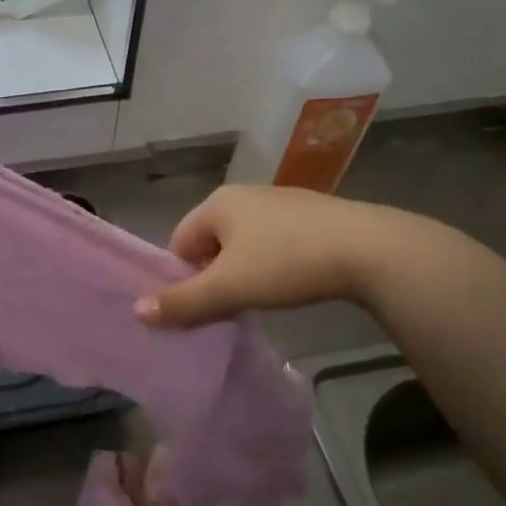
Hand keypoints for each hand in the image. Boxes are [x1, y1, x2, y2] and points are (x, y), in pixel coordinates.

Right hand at [134, 186, 376, 328]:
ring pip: (244, 242)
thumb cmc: (286, 263)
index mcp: (217, 203)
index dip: (182, 278)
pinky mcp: (312, 213)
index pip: (179, 242)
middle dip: (214, 275)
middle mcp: (245, 194)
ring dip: (244, 271)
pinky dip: (273, 263)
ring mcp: (280, 200)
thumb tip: (137, 312)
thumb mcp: (229, 288)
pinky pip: (275, 240)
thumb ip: (182, 302)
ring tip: (261, 299)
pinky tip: (292, 282)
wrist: (368, 249)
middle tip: (229, 307)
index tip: (201, 307)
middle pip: (211, 242)